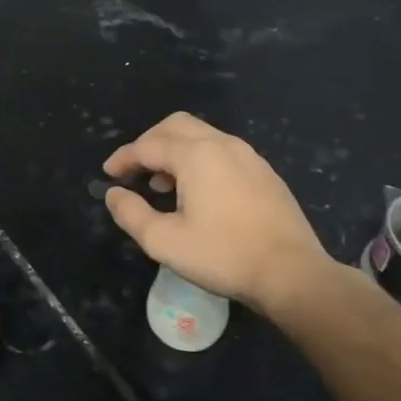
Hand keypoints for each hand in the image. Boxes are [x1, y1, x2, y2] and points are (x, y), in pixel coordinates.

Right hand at [103, 112, 344, 318]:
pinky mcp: (265, 173)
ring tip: (162, 186)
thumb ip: (131, 213)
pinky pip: (222, 152)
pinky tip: (198, 193)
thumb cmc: (223, 255)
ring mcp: (249, 156)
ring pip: (202, 136)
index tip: (108, 175)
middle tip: (134, 170)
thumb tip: (114, 194)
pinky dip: (199, 160)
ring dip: (175, 151)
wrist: (292, 273)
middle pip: (176, 126)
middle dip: (149, 143)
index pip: (148, 146)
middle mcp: (223, 144)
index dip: (124, 158)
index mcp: (196, 155)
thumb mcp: (164, 241)